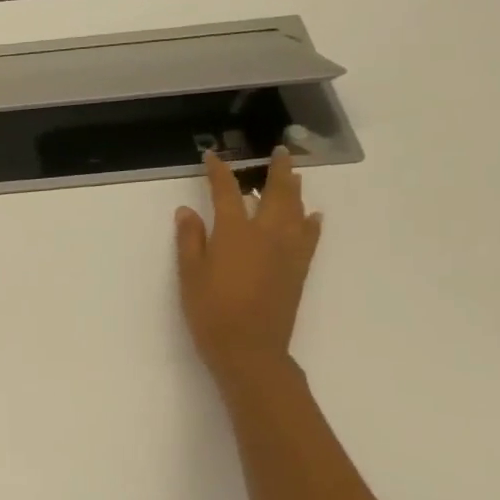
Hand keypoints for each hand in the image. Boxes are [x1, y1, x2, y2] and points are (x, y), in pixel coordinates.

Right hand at [175, 148, 322, 384]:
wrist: (250, 348)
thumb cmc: (211, 311)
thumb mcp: (189, 275)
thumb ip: (190, 240)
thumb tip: (187, 210)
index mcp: (234, 232)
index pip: (226, 192)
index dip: (218, 172)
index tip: (212, 157)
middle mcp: (266, 234)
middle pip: (276, 193)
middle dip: (276, 170)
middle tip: (280, 151)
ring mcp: (288, 251)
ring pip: (296, 210)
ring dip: (295, 189)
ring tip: (294, 174)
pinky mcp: (298, 269)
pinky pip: (309, 237)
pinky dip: (310, 222)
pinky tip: (312, 216)